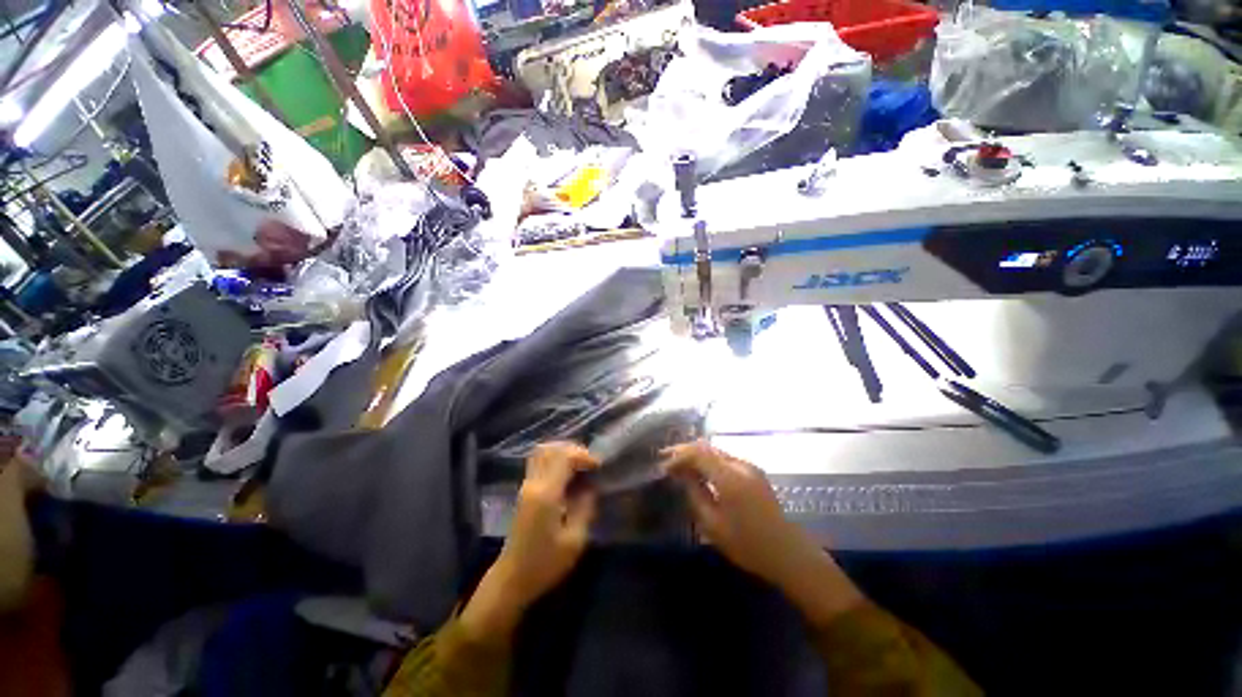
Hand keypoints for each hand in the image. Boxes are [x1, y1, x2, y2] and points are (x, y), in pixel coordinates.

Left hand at [460, 442, 598, 642]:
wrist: (512, 579)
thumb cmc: (545, 564)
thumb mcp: (575, 540)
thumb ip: (586, 507)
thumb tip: (592, 487)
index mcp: (545, 494)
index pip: (563, 456)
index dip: (583, 455)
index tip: (598, 466)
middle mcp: (533, 483)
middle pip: (551, 448)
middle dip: (574, 450)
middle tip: (590, 463)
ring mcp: (526, 485)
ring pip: (543, 452)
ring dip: (563, 452)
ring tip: (580, 466)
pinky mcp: (524, 490)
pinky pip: (539, 462)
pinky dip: (556, 459)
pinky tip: (568, 474)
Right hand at [662, 440, 864, 626]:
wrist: (787, 553)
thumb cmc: (747, 544)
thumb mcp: (713, 524)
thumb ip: (695, 493)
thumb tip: (682, 474)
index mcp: (729, 477)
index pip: (698, 454)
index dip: (678, 456)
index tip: (664, 465)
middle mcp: (740, 465)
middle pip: (707, 448)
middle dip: (685, 451)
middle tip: (668, 459)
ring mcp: (750, 467)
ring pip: (717, 451)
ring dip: (698, 454)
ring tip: (681, 464)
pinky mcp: (755, 472)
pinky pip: (726, 458)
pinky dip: (710, 460)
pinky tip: (702, 471)